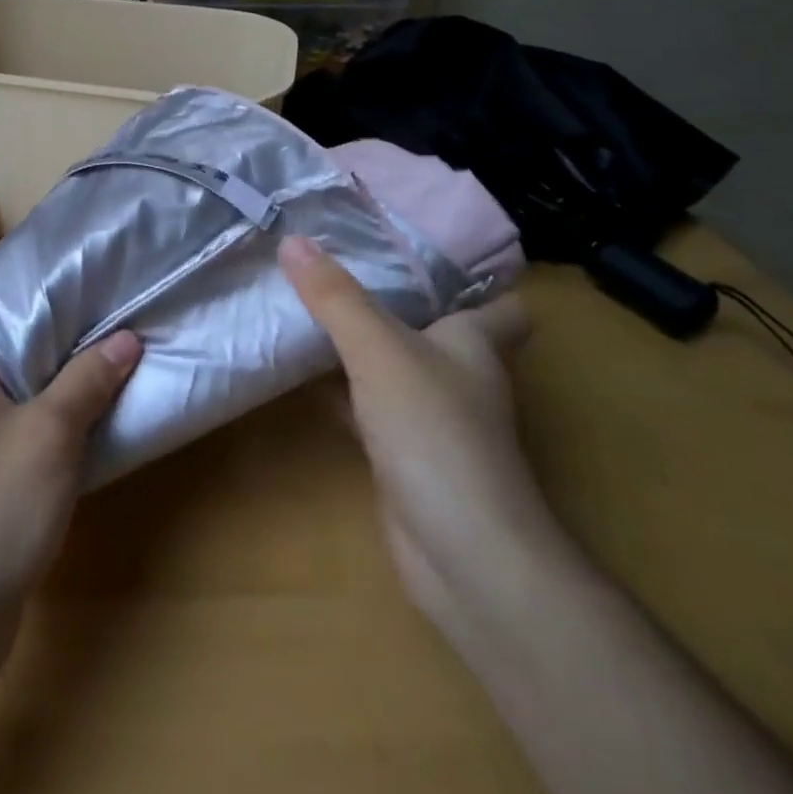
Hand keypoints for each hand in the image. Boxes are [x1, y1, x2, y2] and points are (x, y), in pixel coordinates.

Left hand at [0, 334, 142, 621]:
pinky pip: (16, 452)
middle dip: (73, 373)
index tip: (116, 329)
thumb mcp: (51, 433)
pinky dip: (50, 449)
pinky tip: (89, 452)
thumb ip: (88, 380)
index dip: (68, 330)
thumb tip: (126, 337)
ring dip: (65, 414)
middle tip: (126, 363)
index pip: (16, 336)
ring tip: (118, 400)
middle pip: (21, 374)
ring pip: (22, 415)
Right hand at [278, 234, 546, 616]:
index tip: (419, 247)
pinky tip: (296, 374)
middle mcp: (458, 375)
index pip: (500, 304)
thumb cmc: (435, 434)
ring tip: (306, 302)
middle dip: (391, 298)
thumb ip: (335, 297)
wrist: (461, 554)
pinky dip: (336, 390)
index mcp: (473, 343)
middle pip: (432, 327)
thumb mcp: (379, 350)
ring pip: (391, 365)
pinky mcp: (402, 454)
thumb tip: (292, 239)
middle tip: (337, 262)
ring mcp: (430, 418)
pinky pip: (365, 405)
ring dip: (357, 342)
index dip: (474, 278)